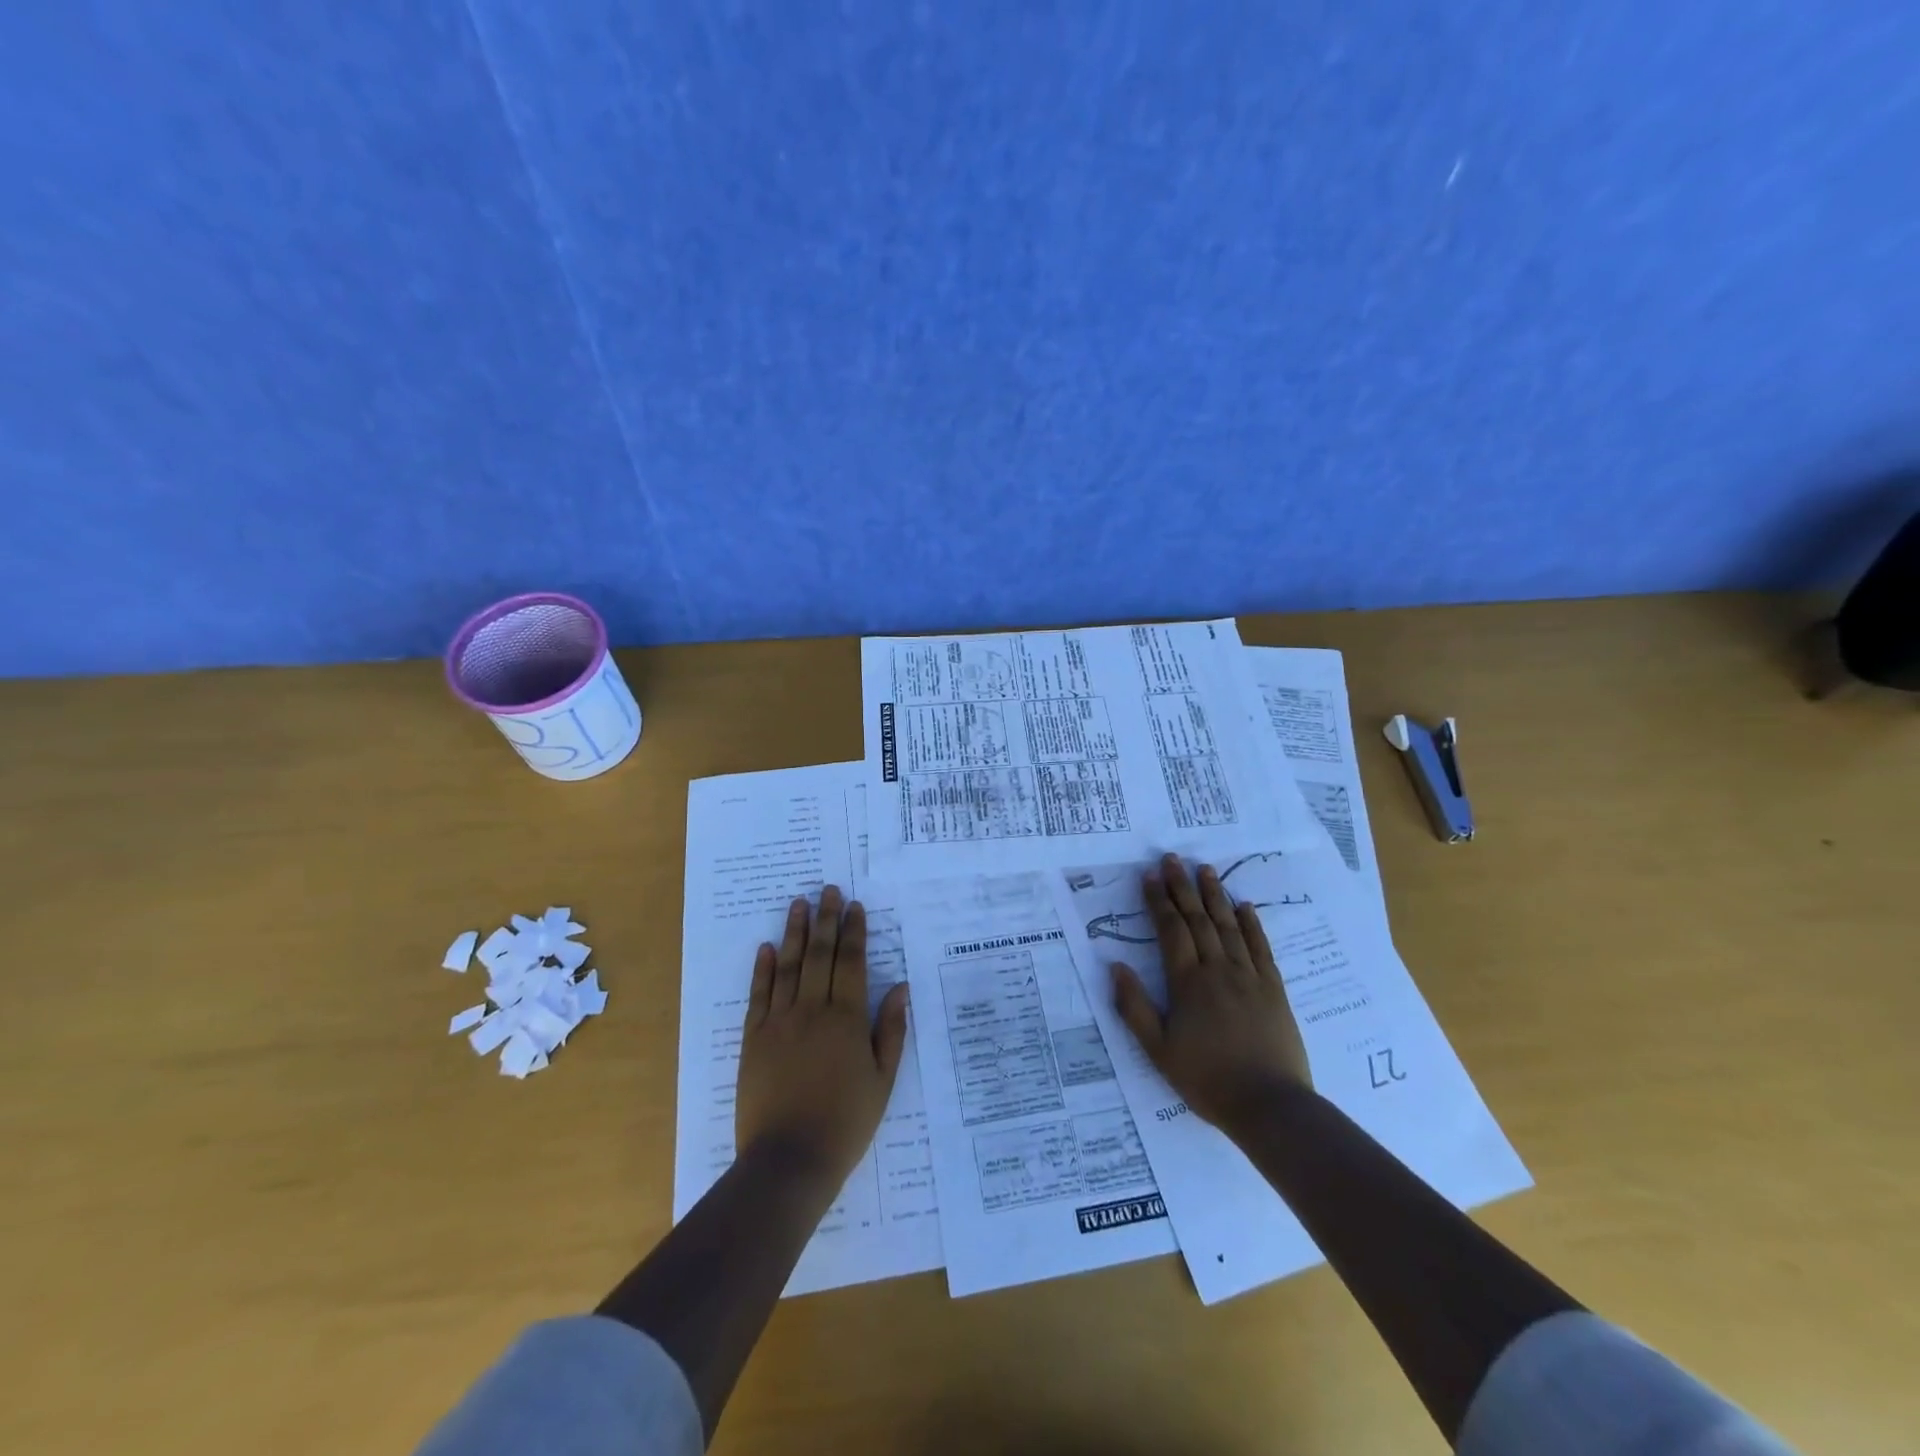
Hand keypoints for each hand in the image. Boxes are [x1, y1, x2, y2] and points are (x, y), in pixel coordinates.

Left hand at [735, 886, 909, 1185]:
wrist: (789, 1160)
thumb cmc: (845, 1123)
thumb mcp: (882, 1081)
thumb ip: (890, 1031)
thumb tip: (899, 988)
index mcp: (847, 1020)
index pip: (852, 964)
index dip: (854, 933)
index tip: (855, 907)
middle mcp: (812, 1011)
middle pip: (820, 955)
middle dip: (826, 920)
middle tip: (828, 889)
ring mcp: (779, 1023)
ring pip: (789, 967)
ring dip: (794, 933)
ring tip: (798, 903)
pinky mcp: (754, 1039)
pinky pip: (759, 995)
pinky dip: (763, 969)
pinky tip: (767, 948)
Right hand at [1111, 854, 1311, 1137]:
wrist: (1270, 1105)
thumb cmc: (1207, 1080)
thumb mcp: (1158, 1051)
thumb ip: (1134, 1007)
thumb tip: (1115, 967)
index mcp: (1187, 983)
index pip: (1170, 931)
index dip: (1159, 902)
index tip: (1149, 877)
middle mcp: (1218, 970)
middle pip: (1198, 920)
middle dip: (1182, 887)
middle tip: (1172, 859)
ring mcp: (1249, 977)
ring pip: (1228, 926)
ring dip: (1215, 896)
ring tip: (1204, 869)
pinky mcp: (1274, 988)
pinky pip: (1260, 947)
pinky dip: (1251, 924)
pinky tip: (1244, 906)